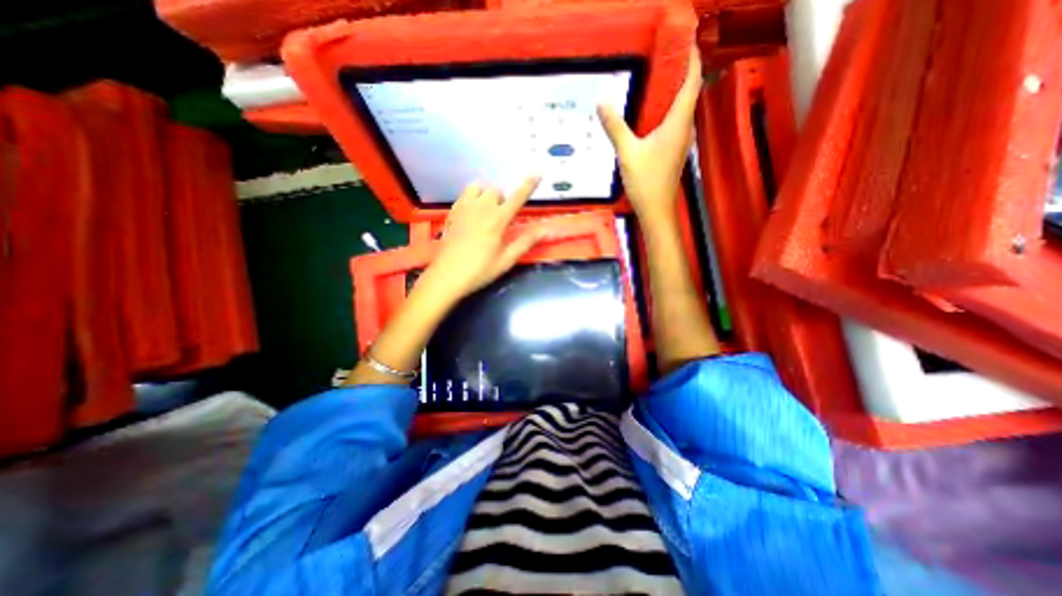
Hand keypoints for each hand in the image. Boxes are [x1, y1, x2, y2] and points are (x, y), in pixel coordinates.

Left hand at [417, 176, 541, 298]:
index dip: (529, 185)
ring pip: (477, 187)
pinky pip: (464, 194)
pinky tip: (471, 214)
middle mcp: (481, 208)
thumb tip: (545, 230)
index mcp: (498, 219)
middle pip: (495, 189)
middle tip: (501, 217)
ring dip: (485, 194)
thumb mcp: (507, 260)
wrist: (447, 276)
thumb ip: (526, 242)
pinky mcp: (452, 212)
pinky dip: (472, 198)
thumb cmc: (480, 270)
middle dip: (502, 199)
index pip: (517, 197)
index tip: (538, 173)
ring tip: (485, 211)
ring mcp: (464, 208)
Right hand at [596, 48, 703, 228]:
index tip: (681, 43)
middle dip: (679, 72)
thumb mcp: (627, 153)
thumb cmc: (646, 181)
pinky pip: (674, 123)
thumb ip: (615, 127)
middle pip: (688, 92)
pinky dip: (666, 112)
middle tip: (660, 58)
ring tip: (654, 81)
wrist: (657, 209)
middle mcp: (685, 128)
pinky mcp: (674, 151)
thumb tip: (602, 102)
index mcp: (678, 123)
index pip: (692, 81)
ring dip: (672, 93)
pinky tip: (650, 114)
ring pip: (681, 109)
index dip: (691, 59)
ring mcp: (681, 141)